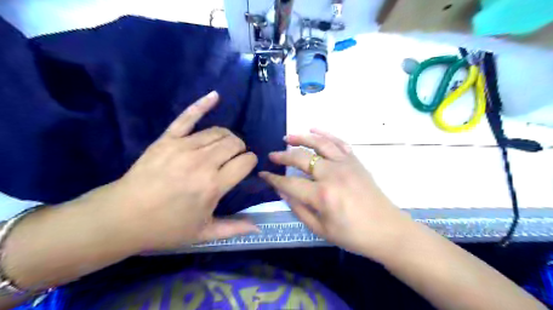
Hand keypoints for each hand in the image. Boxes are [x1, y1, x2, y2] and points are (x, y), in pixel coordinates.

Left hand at [94, 91, 258, 251]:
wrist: (122, 217)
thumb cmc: (166, 227)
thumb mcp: (204, 233)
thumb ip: (234, 228)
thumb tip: (259, 227)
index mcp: (214, 185)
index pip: (246, 161)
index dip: (250, 162)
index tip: (245, 168)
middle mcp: (203, 162)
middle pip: (234, 143)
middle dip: (240, 149)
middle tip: (233, 159)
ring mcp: (184, 147)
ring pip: (218, 131)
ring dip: (227, 137)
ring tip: (224, 145)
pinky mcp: (168, 139)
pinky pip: (188, 117)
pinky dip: (202, 104)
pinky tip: (215, 95)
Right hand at [261, 129, 413, 259]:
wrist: (387, 229)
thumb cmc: (353, 235)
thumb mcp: (321, 229)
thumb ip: (299, 209)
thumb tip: (282, 192)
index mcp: (322, 195)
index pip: (290, 183)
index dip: (273, 179)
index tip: (263, 175)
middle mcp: (332, 174)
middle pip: (301, 158)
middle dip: (283, 156)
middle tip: (272, 155)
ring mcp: (346, 164)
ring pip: (319, 143)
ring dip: (301, 138)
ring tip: (288, 137)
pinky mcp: (355, 161)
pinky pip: (339, 142)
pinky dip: (326, 134)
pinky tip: (314, 129)